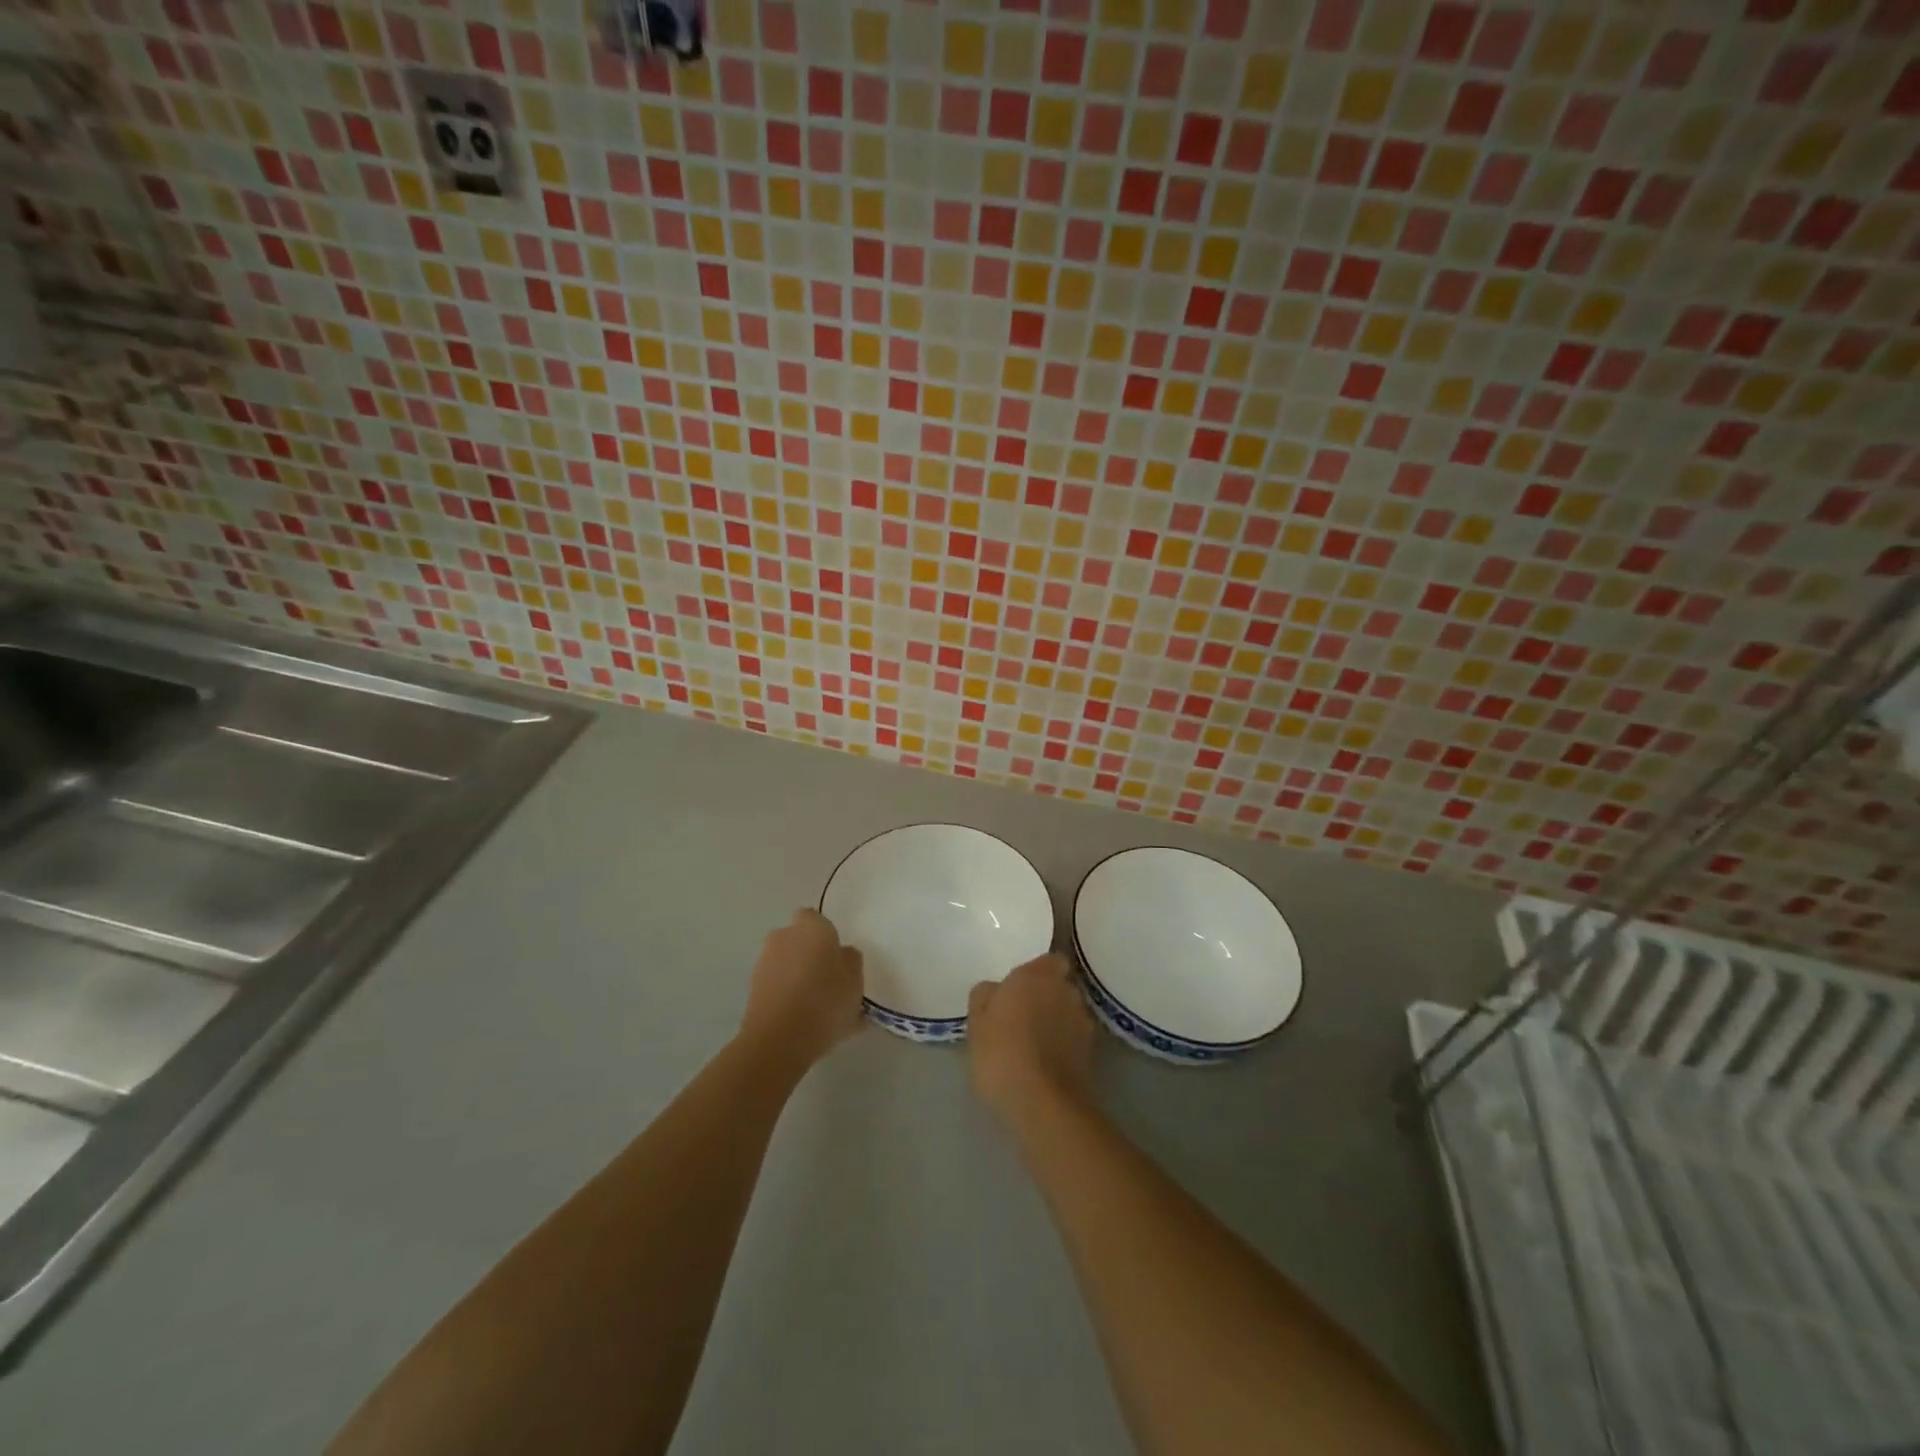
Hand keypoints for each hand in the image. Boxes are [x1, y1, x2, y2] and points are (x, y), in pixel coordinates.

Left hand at [740, 909, 864, 1068]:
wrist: (780, 1039)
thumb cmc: (826, 999)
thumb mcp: (856, 978)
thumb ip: (850, 960)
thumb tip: (841, 955)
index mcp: (811, 927)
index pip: (815, 917)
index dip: (825, 934)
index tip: (837, 955)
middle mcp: (783, 937)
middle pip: (798, 941)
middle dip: (809, 955)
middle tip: (829, 980)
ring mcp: (764, 964)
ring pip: (786, 965)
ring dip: (798, 978)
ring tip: (818, 1009)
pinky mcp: (752, 991)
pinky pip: (777, 989)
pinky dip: (788, 999)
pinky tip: (805, 1023)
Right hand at [967, 953, 1094, 1124]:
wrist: (1043, 1102)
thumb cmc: (1002, 1052)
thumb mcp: (976, 1022)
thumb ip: (984, 996)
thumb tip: (994, 989)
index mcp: (1036, 975)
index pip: (1050, 959)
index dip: (1039, 972)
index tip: (1022, 987)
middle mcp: (1065, 990)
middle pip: (1060, 985)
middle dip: (1047, 995)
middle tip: (1024, 1014)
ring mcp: (1083, 1020)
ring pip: (1069, 1011)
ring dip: (1057, 1020)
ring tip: (1036, 1042)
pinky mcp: (1092, 1051)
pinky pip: (1075, 1038)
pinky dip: (1065, 1044)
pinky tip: (1047, 1062)